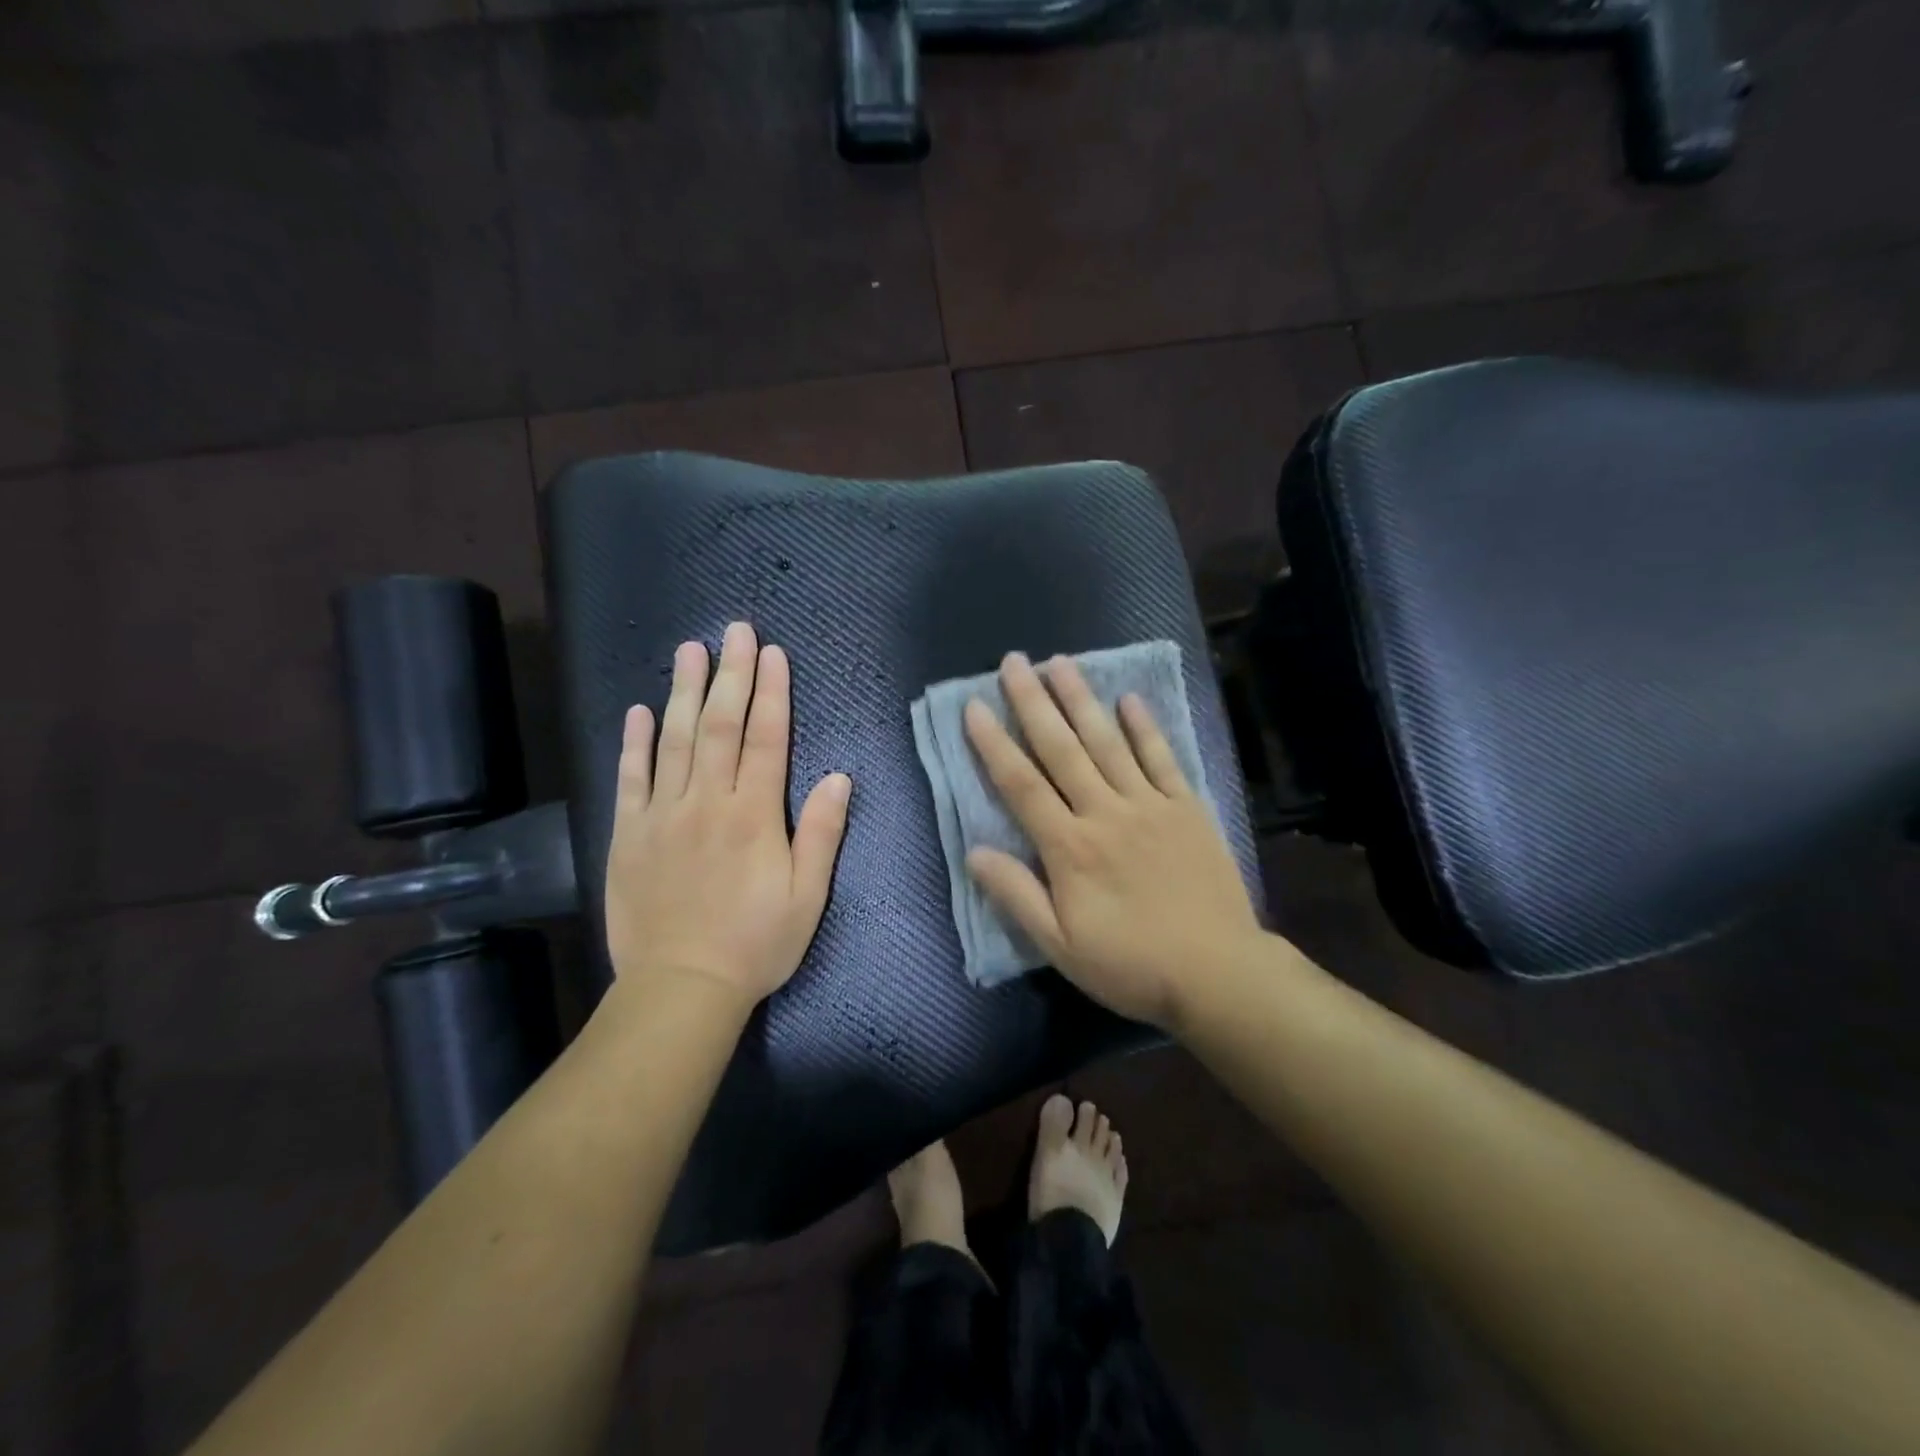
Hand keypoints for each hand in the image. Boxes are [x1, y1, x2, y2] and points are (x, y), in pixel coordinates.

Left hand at [603, 622, 851, 1012]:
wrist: (681, 987)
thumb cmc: (756, 943)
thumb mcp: (807, 896)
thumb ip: (821, 832)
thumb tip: (837, 776)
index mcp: (754, 815)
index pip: (765, 739)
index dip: (772, 693)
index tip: (773, 654)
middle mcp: (707, 803)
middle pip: (719, 725)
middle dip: (730, 674)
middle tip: (734, 631)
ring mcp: (663, 815)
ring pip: (675, 741)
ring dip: (683, 691)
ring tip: (689, 650)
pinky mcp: (629, 834)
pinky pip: (631, 779)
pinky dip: (635, 743)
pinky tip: (639, 711)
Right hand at [963, 652, 1261, 1031]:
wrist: (1218, 973)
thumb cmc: (1131, 965)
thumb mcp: (1060, 946)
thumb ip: (1016, 895)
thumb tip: (974, 851)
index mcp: (1069, 847)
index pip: (1021, 785)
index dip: (994, 744)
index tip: (974, 706)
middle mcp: (1105, 812)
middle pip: (1062, 749)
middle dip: (1033, 702)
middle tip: (1014, 662)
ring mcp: (1150, 805)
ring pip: (1107, 742)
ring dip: (1081, 700)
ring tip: (1060, 663)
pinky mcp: (1187, 808)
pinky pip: (1163, 758)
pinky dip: (1145, 727)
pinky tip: (1128, 699)